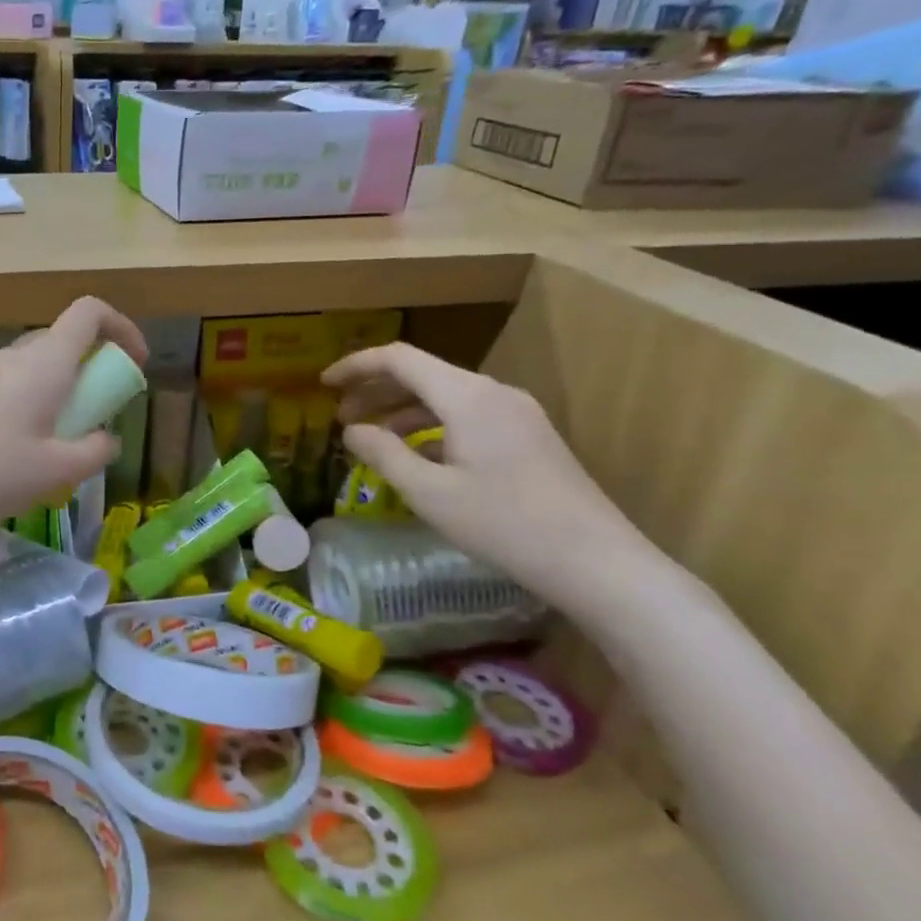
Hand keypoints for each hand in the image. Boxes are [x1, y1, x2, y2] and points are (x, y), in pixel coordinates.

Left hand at [0, 298, 147, 542]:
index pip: (89, 312)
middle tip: (97, 417)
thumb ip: (95, 451)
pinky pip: (9, 387)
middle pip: (62, 341)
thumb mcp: (57, 471)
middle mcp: (12, 356)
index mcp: (44, 362)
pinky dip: (30, 406)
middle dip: (91, 371)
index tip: (134, 363)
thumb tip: (106, 439)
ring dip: (59, 393)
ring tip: (58, 446)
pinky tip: (18, 455)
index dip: (121, 327)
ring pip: (35, 368)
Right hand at [322, 342, 651, 614]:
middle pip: (422, 373)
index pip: (399, 359)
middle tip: (340, 417)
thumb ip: (383, 454)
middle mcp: (492, 393)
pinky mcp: (528, 436)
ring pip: (445, 396)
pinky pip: (467, 416)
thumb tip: (351, 430)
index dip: (356, 366)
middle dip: (375, 390)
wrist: (597, 562)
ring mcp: (516, 413)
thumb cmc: (504, 525)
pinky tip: (418, 457)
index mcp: (466, 396)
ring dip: (403, 411)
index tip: (323, 384)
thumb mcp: (429, 493)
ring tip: (372, 439)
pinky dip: (432, 427)